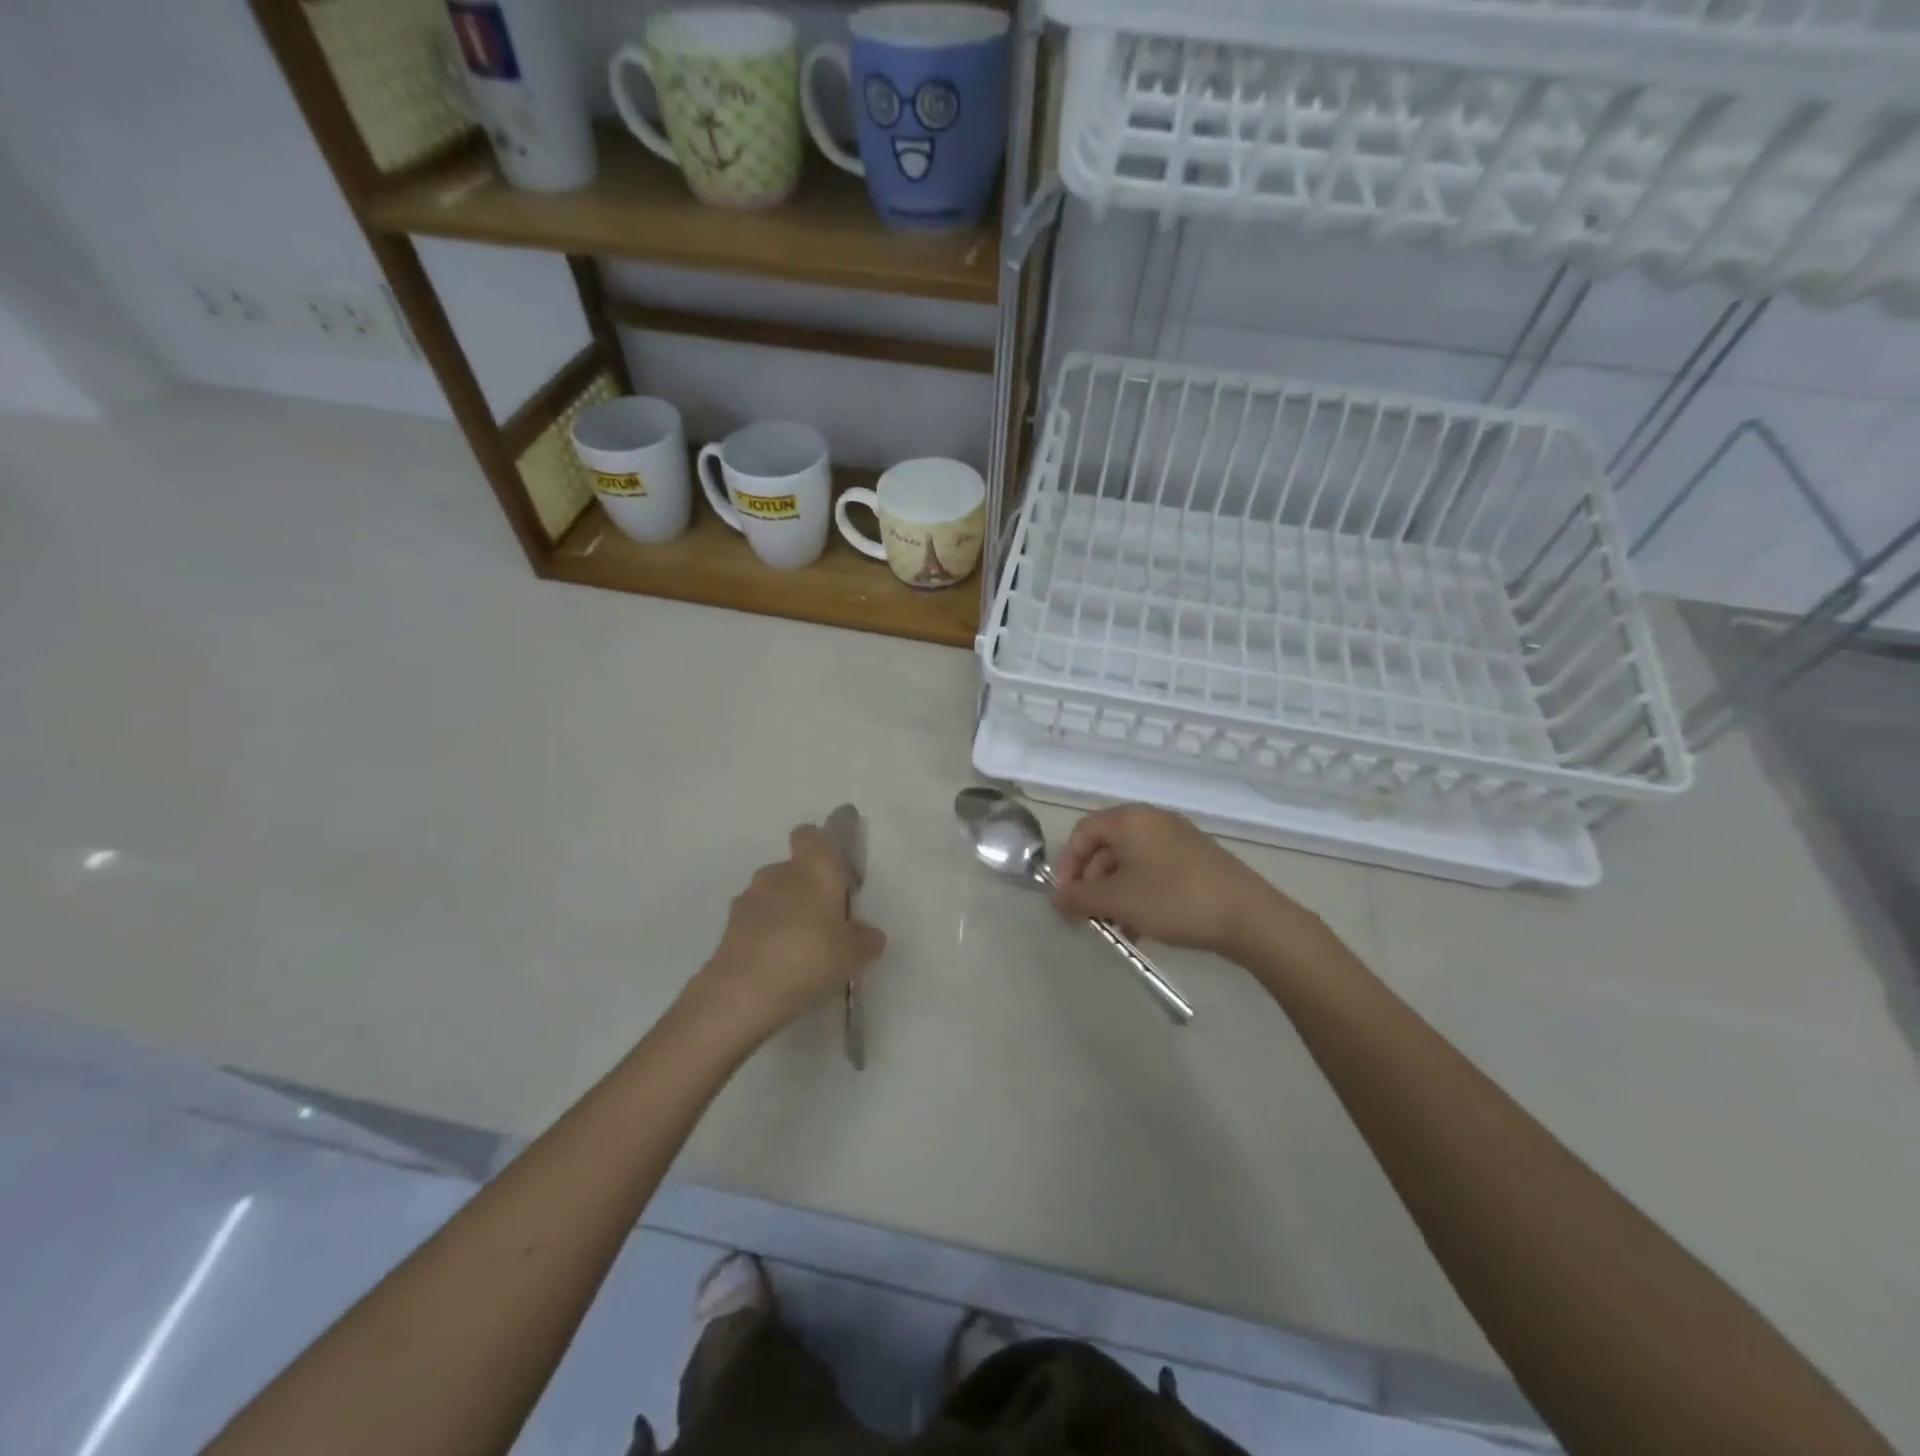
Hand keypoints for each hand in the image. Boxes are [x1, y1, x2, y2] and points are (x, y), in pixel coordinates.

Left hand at [684, 825, 886, 1043]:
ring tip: (799, 949)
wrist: (744, 991)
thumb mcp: (854, 953)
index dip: (824, 849)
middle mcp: (778, 873)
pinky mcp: (728, 927)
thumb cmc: (810, 956)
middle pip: (793, 869)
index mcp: (813, 868)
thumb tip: (868, 935)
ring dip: (784, 913)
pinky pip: (755, 922)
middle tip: (825, 922)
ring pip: (772, 896)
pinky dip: (765, 935)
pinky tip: (778, 965)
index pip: (812, 835)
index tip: (838, 877)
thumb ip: (866, 939)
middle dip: (807, 889)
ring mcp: (749, 899)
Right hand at [1052, 804, 1305, 960]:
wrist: (1248, 916)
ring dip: (1115, 896)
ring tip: (1116, 930)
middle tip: (1088, 918)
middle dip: (1092, 884)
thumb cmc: (1172, 899)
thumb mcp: (1118, 900)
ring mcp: (1178, 840)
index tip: (1066, 898)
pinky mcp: (1196, 862)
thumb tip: (1058, 897)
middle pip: (1106, 848)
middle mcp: (1153, 821)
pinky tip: (1141, 929)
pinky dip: (1140, 896)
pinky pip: (1154, 873)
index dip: (1067, 864)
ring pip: (1131, 864)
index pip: (1083, 831)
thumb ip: (1080, 897)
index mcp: (1130, 820)